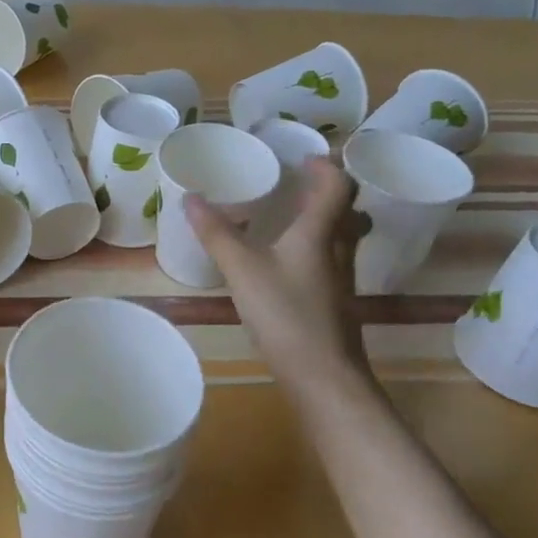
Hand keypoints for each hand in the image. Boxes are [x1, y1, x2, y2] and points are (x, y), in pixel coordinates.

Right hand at [186, 158, 372, 393]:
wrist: (324, 379)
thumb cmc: (286, 315)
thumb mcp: (242, 269)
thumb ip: (216, 233)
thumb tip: (190, 197)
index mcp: (321, 233)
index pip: (338, 187)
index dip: (326, 167)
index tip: (304, 158)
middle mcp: (339, 251)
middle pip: (347, 211)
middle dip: (327, 193)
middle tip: (298, 185)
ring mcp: (341, 281)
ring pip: (341, 239)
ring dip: (323, 222)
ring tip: (290, 220)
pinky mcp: (335, 305)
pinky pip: (330, 264)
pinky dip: (314, 252)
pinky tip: (286, 266)